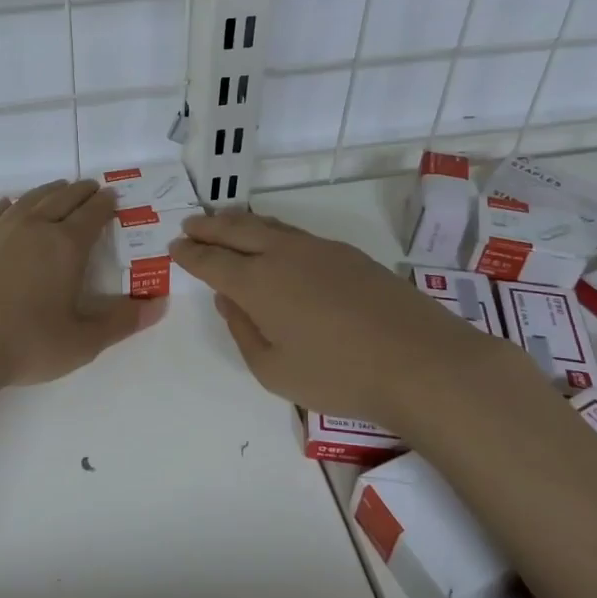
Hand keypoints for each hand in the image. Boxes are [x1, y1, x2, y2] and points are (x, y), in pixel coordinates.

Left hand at [0, 180, 163, 388]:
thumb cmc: (25, 344)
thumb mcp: (82, 342)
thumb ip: (122, 322)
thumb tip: (159, 304)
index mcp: (66, 246)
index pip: (92, 215)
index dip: (105, 205)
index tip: (113, 197)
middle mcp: (34, 227)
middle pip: (63, 199)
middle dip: (82, 192)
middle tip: (92, 188)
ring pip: (31, 200)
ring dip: (50, 191)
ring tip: (60, 188)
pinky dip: (10, 204)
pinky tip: (10, 204)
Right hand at [169, 211, 536, 427]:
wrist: (421, 362)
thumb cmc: (338, 376)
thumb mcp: (274, 370)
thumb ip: (243, 331)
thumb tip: (228, 300)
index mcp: (257, 283)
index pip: (212, 261)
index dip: (190, 253)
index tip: (175, 246)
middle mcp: (282, 255)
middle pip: (236, 230)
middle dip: (209, 226)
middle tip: (191, 224)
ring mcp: (318, 249)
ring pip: (268, 225)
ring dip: (240, 222)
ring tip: (224, 221)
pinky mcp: (347, 254)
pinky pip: (295, 232)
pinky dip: (271, 230)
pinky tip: (273, 239)